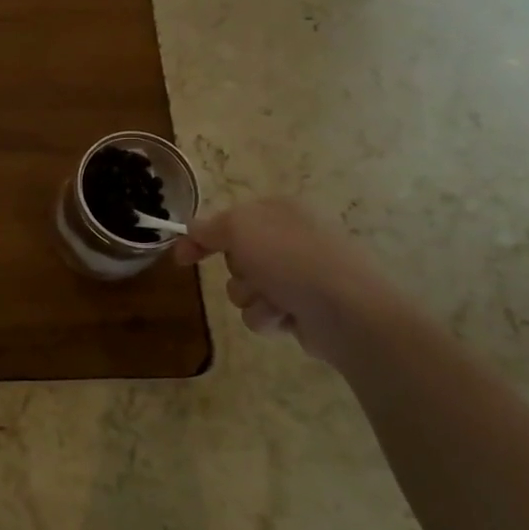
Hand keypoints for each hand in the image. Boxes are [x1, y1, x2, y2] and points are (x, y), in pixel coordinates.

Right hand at [175, 199, 406, 362]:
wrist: (348, 311)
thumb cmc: (291, 260)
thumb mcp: (239, 229)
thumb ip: (209, 228)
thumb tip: (193, 230)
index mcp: (279, 211)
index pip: (228, 219)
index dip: (201, 237)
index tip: (181, 259)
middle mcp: (290, 239)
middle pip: (235, 257)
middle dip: (236, 271)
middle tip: (252, 274)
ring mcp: (299, 275)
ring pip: (245, 289)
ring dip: (251, 298)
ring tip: (274, 302)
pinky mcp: (303, 308)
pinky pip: (264, 313)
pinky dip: (269, 317)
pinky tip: (287, 317)